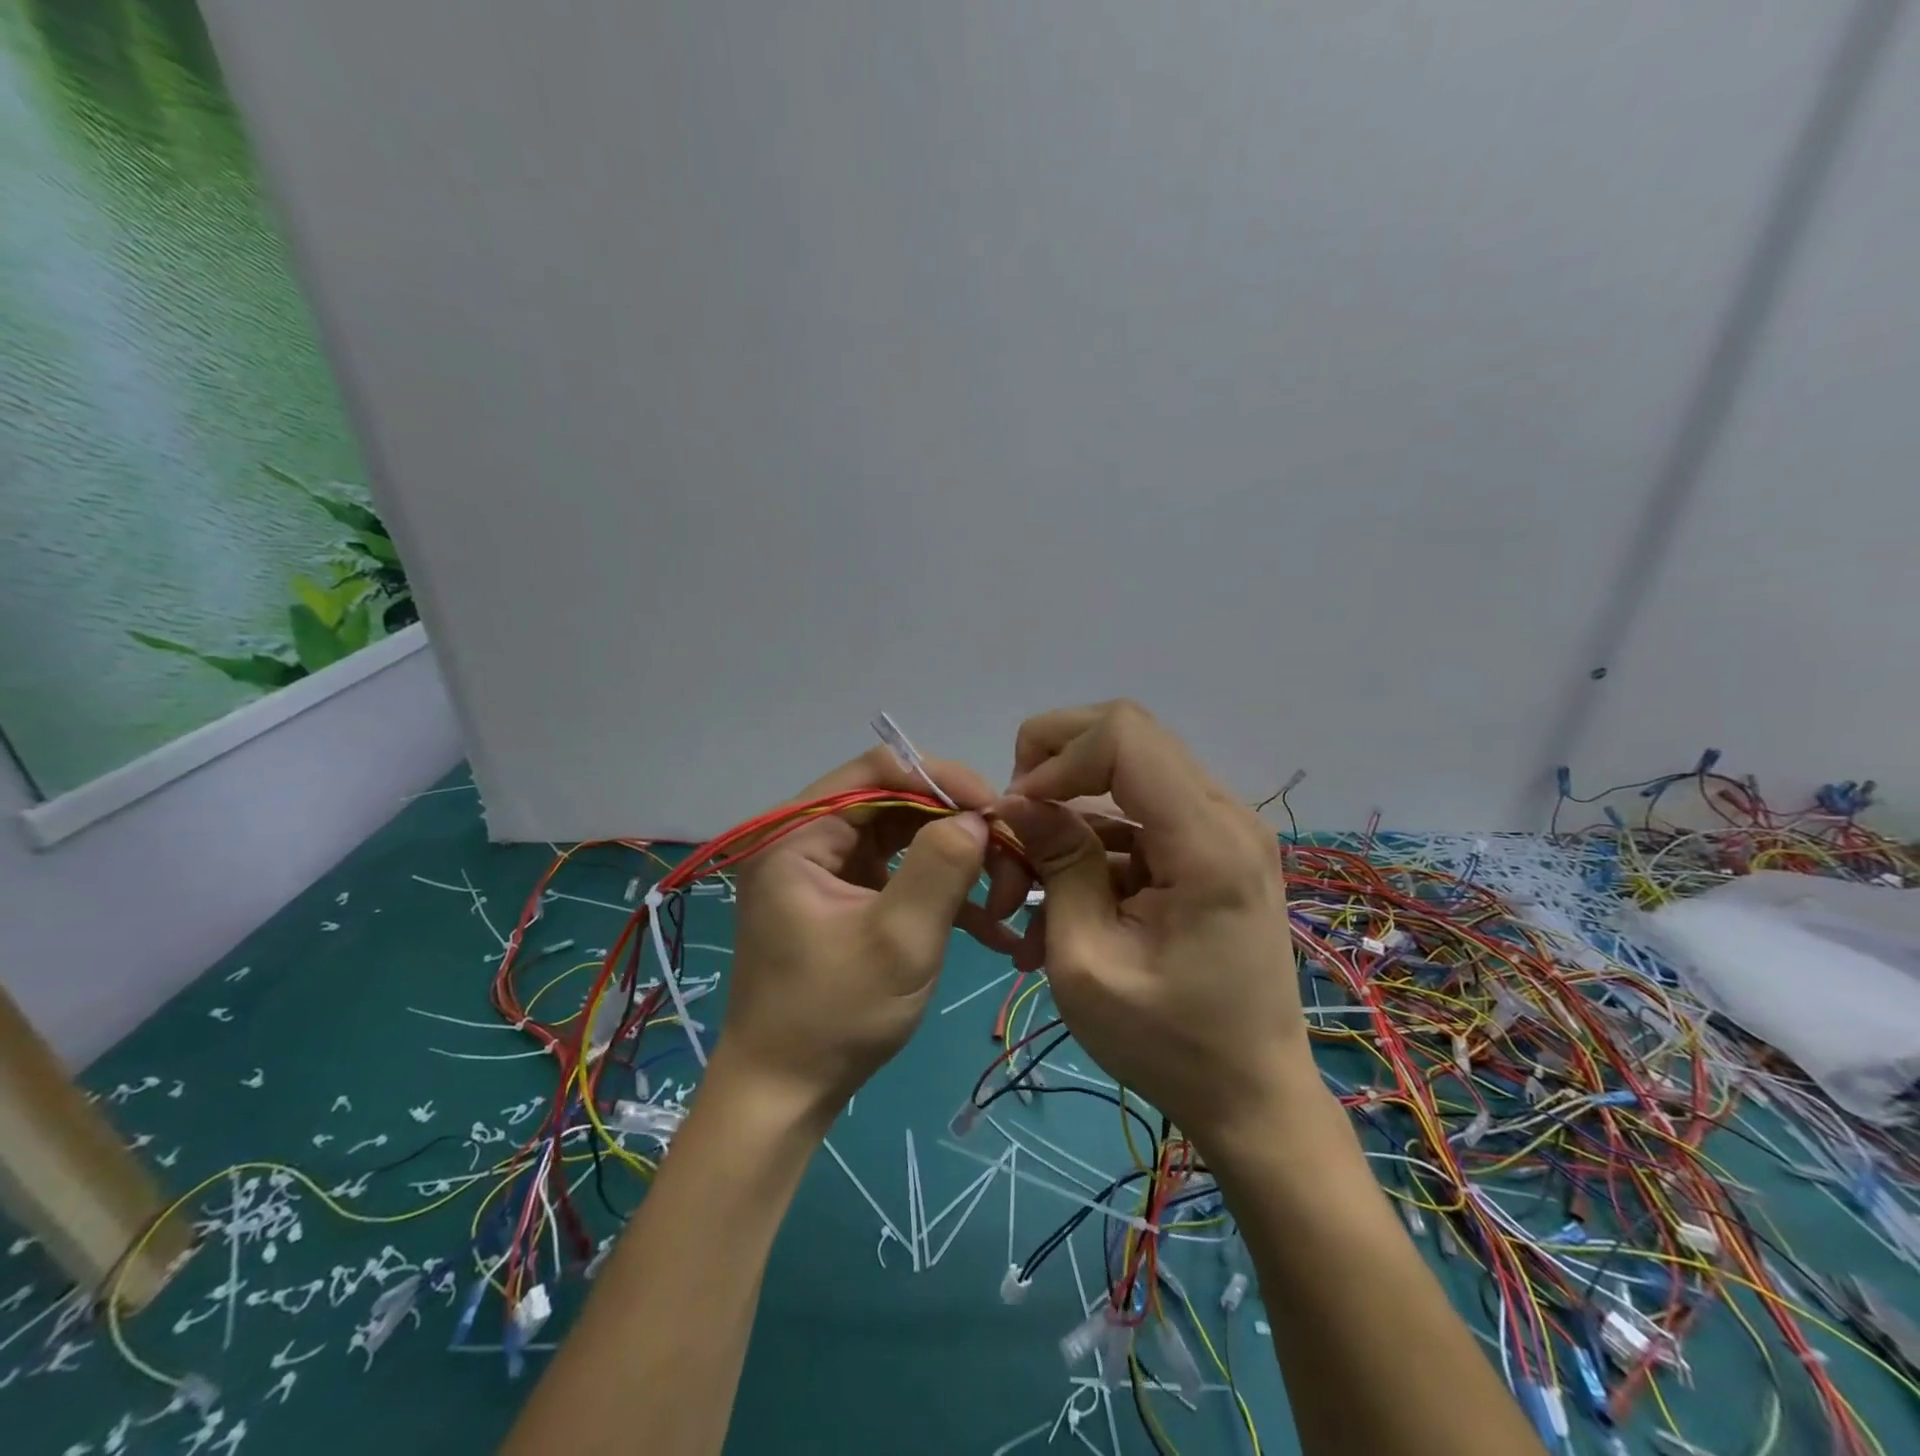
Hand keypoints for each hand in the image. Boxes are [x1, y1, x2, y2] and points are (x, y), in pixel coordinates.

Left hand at [716, 746, 1004, 1121]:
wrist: (785, 1094)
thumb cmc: (834, 1018)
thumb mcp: (899, 941)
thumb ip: (940, 867)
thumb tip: (977, 817)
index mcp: (798, 833)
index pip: (879, 771)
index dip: (943, 779)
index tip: (996, 811)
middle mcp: (806, 837)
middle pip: (897, 800)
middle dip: (958, 826)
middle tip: (1011, 857)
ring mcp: (826, 868)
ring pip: (907, 835)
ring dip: (959, 861)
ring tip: (1008, 895)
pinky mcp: (846, 896)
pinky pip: (901, 872)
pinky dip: (942, 891)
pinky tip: (989, 926)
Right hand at [990, 702, 1315, 1156]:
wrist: (1253, 1098)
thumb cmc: (1168, 1045)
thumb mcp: (1087, 961)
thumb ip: (1057, 865)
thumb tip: (1018, 800)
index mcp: (1207, 842)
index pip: (1124, 734)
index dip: (1057, 756)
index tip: (1019, 812)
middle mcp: (1227, 816)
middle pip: (1127, 735)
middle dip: (1055, 766)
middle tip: (1018, 825)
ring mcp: (1225, 829)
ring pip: (1127, 772)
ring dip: (1068, 812)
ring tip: (1028, 886)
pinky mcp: (1213, 848)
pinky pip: (1140, 813)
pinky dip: (1092, 840)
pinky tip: (1063, 898)